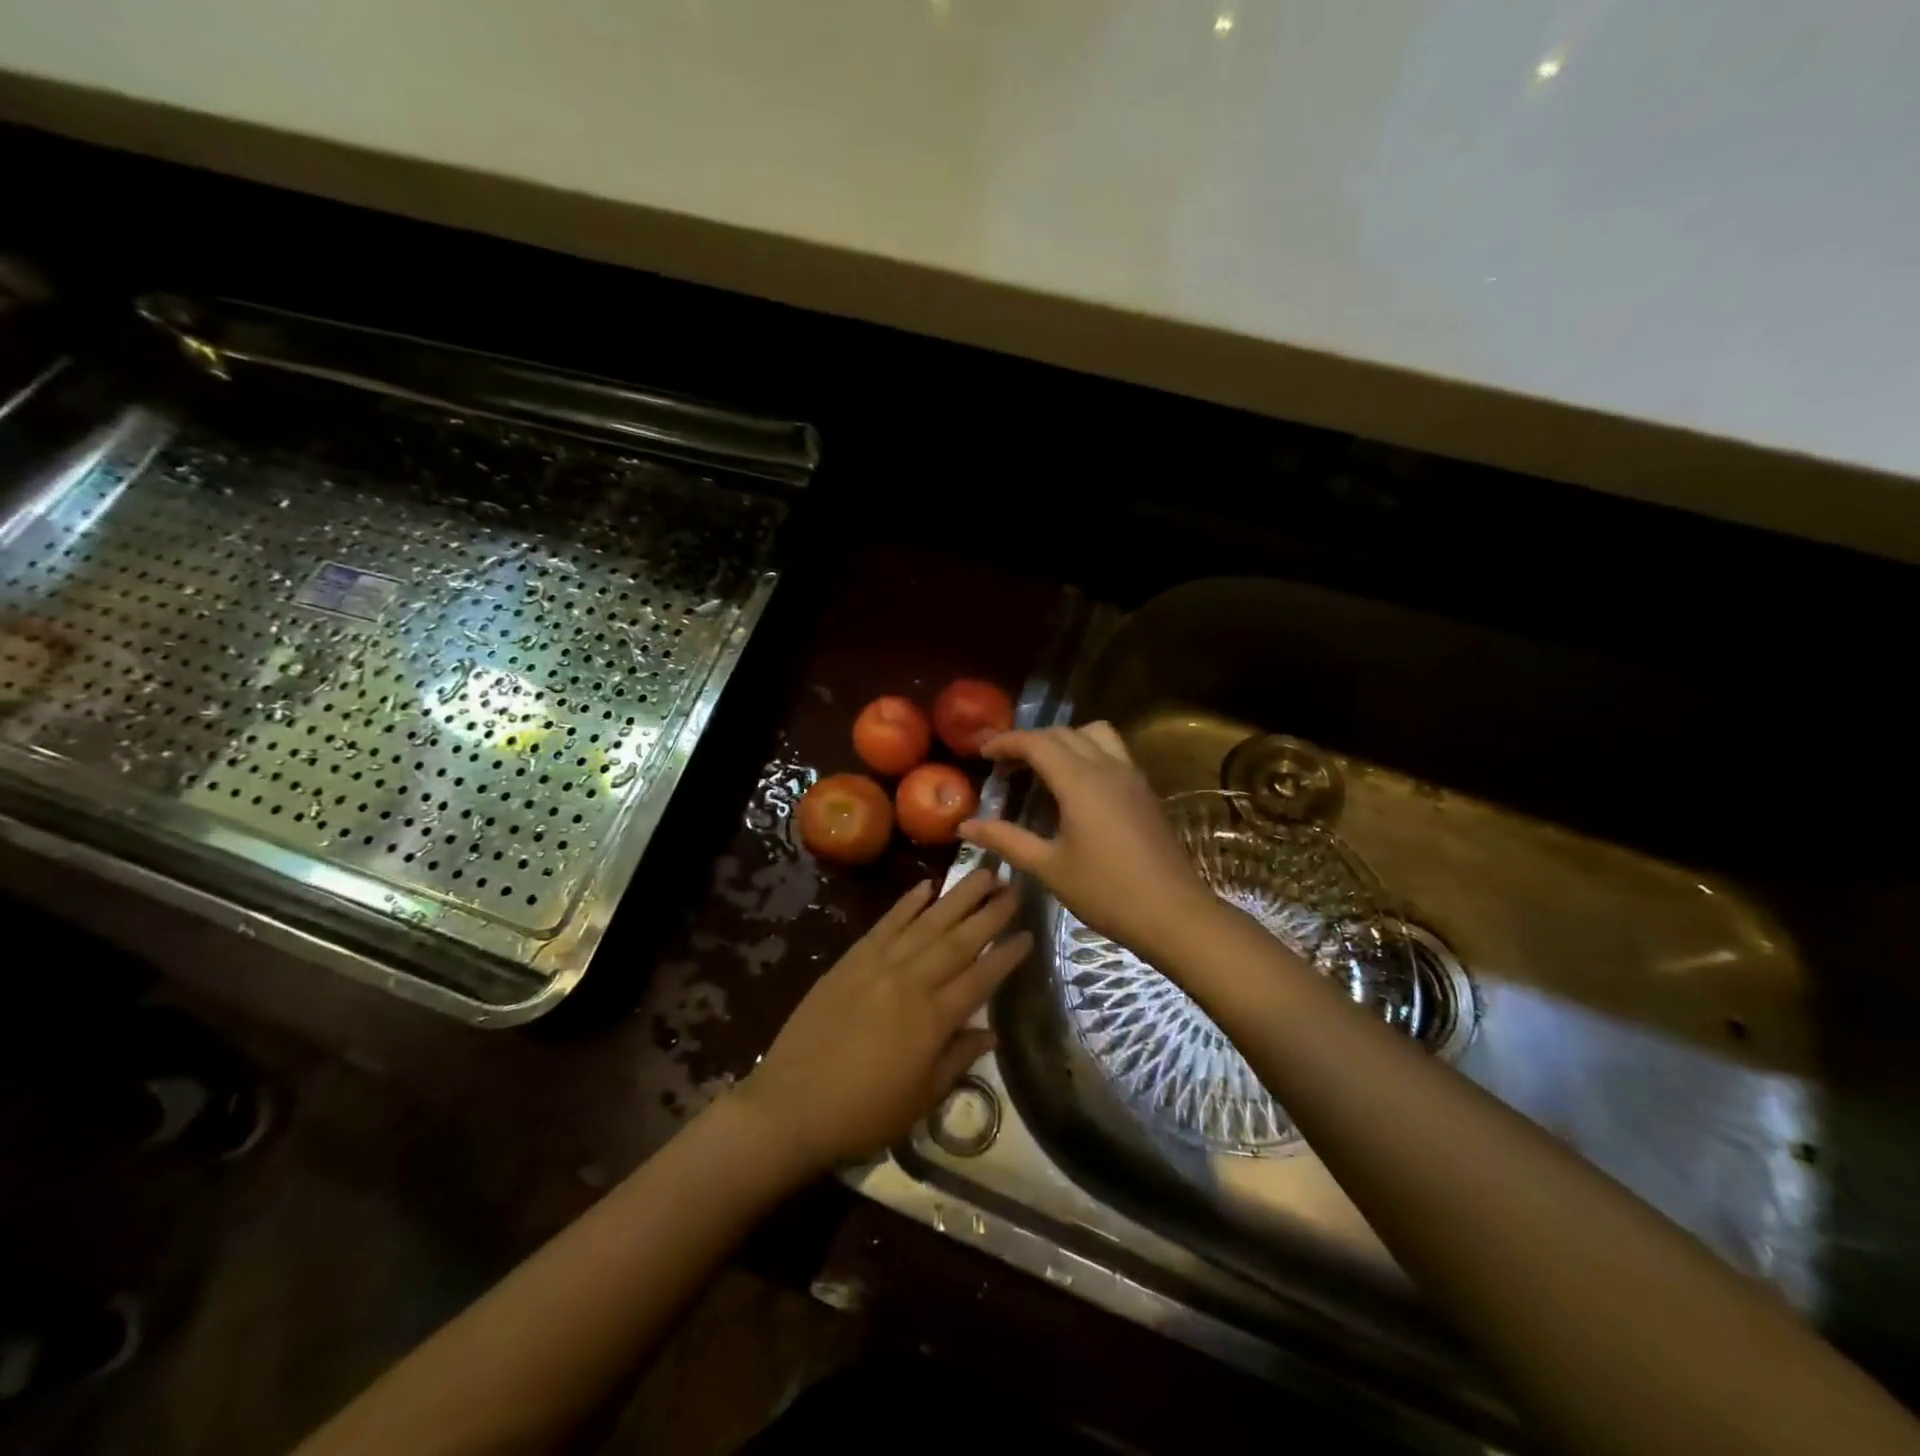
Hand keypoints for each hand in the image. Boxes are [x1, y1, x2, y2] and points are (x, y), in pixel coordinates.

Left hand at [736, 870, 1028, 1177]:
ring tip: (983, 873)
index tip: (1029, 933)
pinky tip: (926, 886)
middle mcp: (911, 983)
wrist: (791, 1106)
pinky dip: (906, 903)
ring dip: (957, 896)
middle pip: (959, 940)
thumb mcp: (921, 1099)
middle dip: (990, 913)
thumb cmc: (863, 1113)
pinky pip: (885, 924)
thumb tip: (992, 1032)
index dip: (1007, 956)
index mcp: (933, 1020)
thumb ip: (959, 1059)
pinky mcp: (851, 960)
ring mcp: (879, 966)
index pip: (981, 978)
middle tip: (1014, 887)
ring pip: (927, 923)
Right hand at [958, 723, 1217, 966]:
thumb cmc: (1106, 892)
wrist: (1174, 914)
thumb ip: (1006, 839)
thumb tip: (966, 825)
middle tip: (1004, 764)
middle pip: (1064, 733)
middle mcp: (1108, 767)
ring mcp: (1132, 777)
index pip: (1037, 743)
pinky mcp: (1145, 792)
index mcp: (1081, 781)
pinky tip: (1075, 787)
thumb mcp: (1048, 867)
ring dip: (1064, 740)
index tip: (982, 753)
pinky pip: (1112, 752)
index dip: (1006, 742)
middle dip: (1030, 741)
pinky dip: (1087, 753)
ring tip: (1042, 768)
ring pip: (1095, 734)